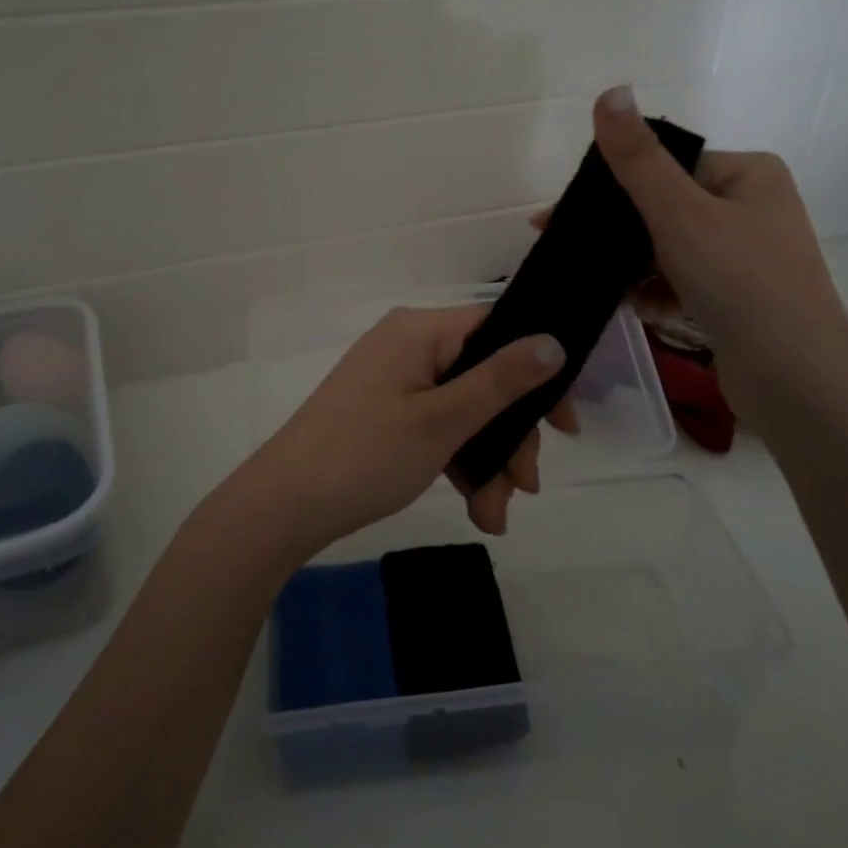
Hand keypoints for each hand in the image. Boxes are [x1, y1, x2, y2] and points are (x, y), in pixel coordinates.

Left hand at [234, 305, 566, 556]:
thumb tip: (555, 341)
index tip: (565, 426)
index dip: (539, 373)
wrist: (282, 506)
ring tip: (493, 516)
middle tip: (524, 488)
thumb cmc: (366, 455)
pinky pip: (437, 425)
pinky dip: (458, 462)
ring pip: (464, 410)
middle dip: (509, 437)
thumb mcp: (443, 421)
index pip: (498, 331)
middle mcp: (408, 345)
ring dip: (487, 461)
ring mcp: (394, 380)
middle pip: (484, 377)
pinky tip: (475, 509)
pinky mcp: (384, 412)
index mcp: (420, 330)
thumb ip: (502, 381)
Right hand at [585, 85, 847, 414]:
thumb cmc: (740, 282)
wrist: (796, 379)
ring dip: (634, 266)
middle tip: (569, 249)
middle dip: (619, 233)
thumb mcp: (680, 214)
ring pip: (669, 248)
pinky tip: (638, 309)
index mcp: (747, 175)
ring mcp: (746, 256)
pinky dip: (657, 292)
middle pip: (665, 208)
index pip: (667, 166)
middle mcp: (751, 208)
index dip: (614, 187)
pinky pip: (683, 281)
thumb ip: (638, 159)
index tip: (565, 214)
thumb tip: (611, 91)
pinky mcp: (738, 298)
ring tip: (604, 286)